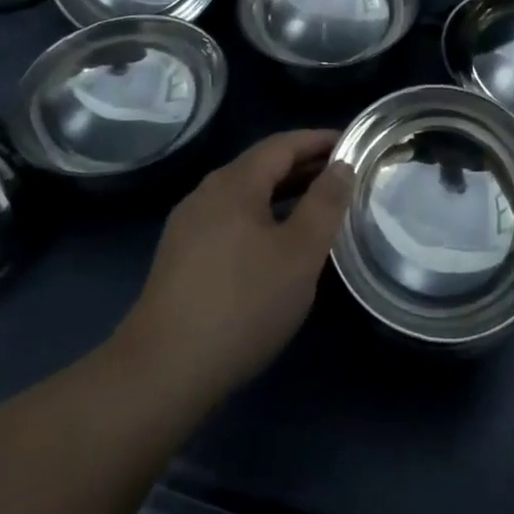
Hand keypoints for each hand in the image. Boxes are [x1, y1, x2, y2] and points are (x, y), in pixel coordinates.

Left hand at [120, 129, 354, 403]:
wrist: (161, 374)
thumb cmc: (242, 304)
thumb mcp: (299, 253)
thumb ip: (325, 204)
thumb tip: (341, 166)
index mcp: (234, 183)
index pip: (283, 144)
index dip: (319, 140)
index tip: (352, 144)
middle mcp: (206, 194)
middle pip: (262, 167)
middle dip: (304, 166)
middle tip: (343, 175)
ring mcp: (188, 227)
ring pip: (245, 196)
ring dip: (283, 194)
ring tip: (317, 208)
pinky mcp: (180, 259)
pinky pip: (231, 221)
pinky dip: (262, 218)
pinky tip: (277, 245)